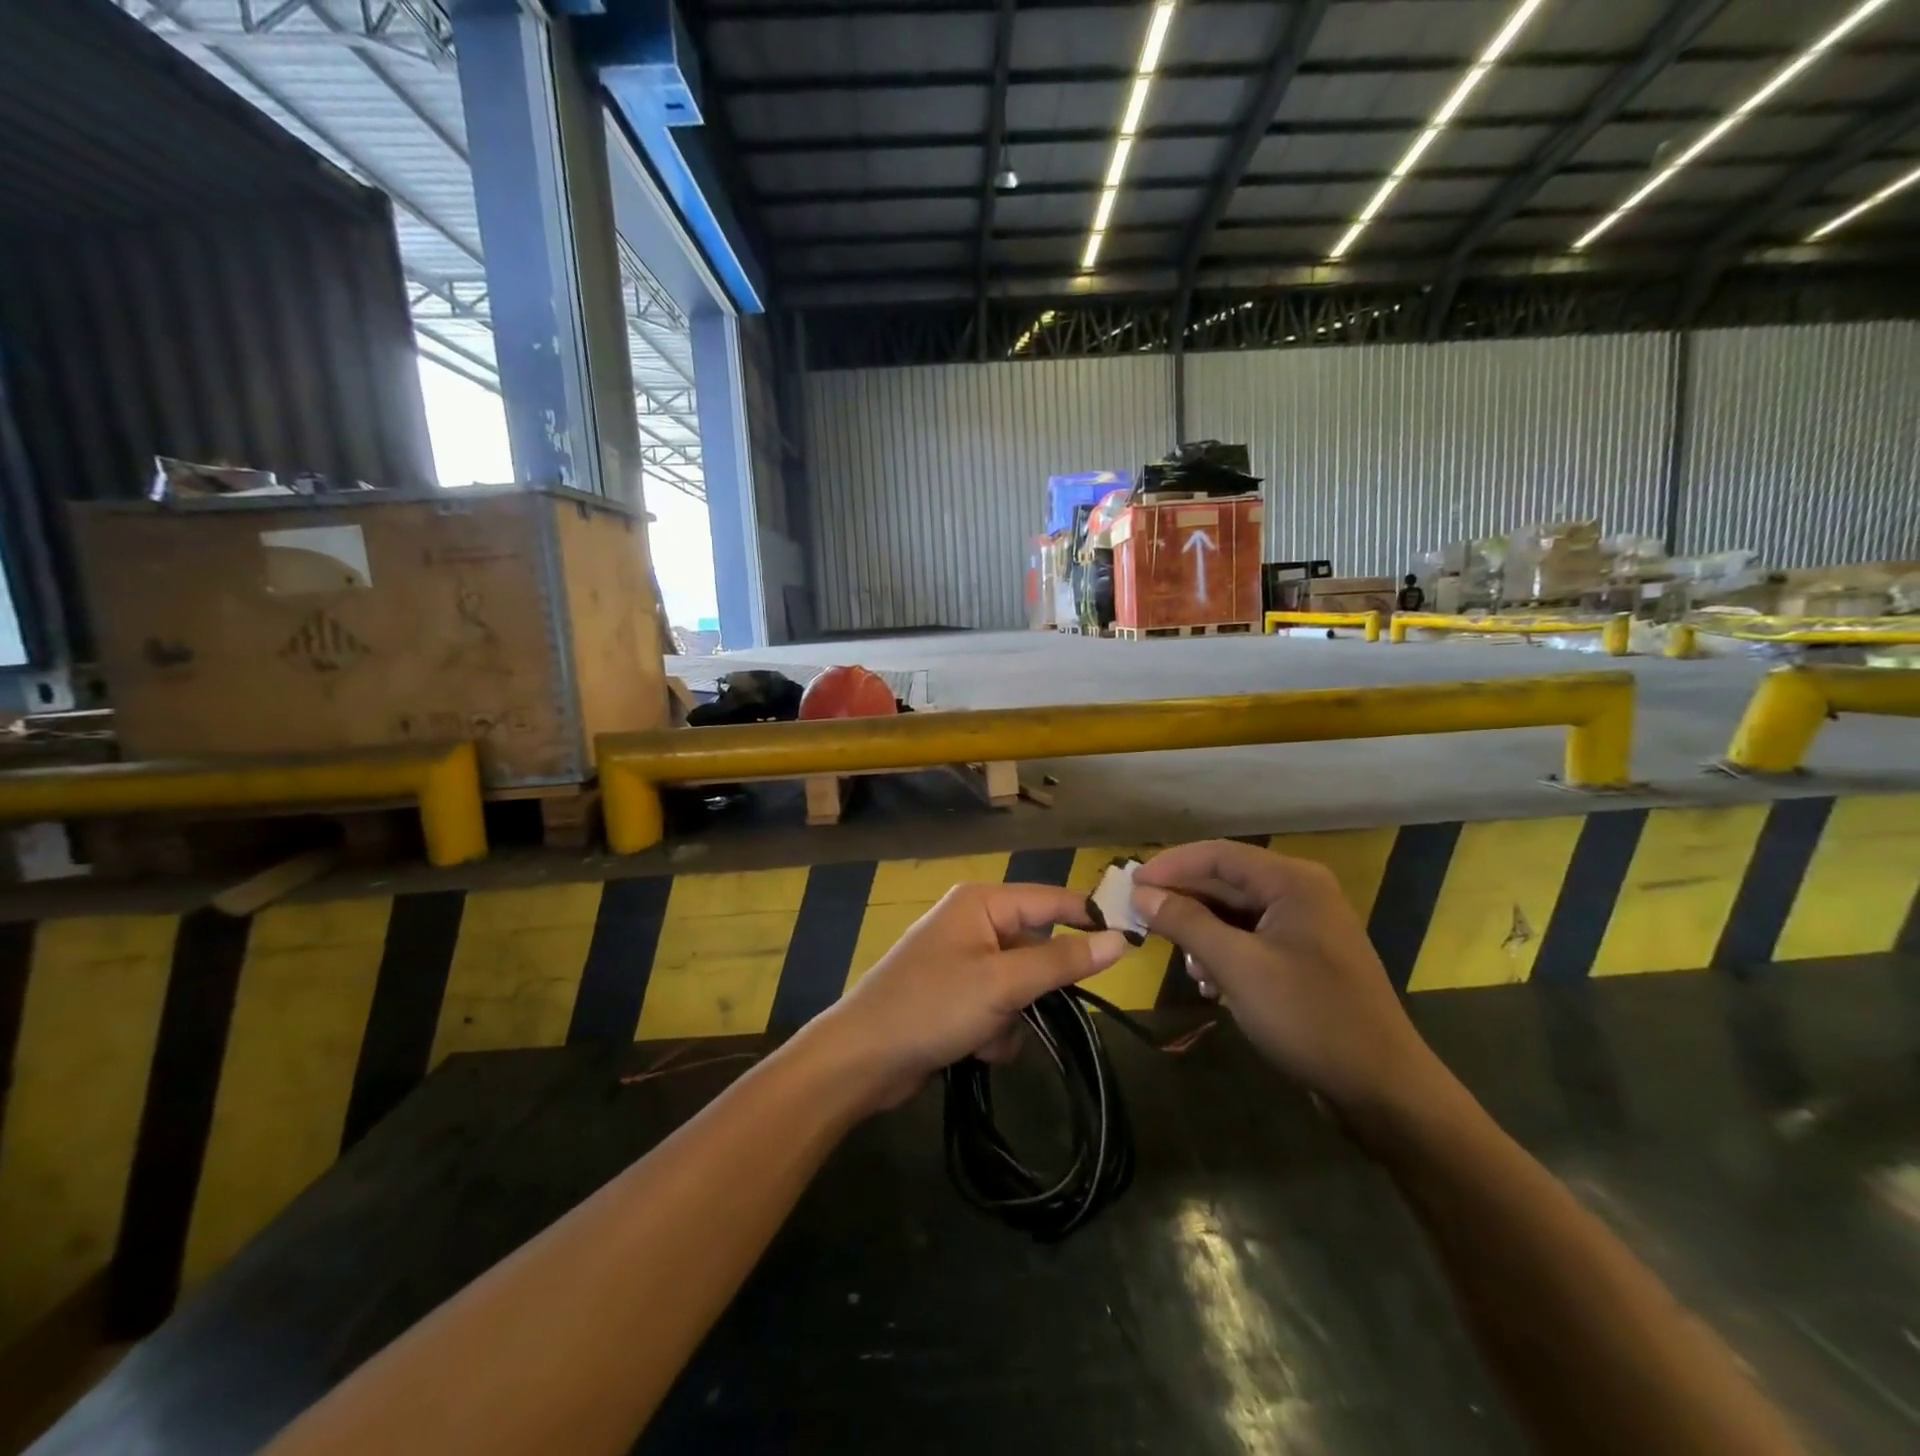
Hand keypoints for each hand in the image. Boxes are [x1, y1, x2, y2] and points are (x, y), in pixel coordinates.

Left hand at [814, 883, 1126, 1109]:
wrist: (862, 1060)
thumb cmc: (932, 1006)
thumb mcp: (1002, 982)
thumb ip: (1061, 961)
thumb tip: (1119, 940)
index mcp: (981, 903)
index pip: (1051, 900)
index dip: (1090, 917)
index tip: (1132, 941)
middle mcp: (973, 923)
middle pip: (1036, 948)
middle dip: (1037, 987)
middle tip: (1033, 1007)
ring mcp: (964, 961)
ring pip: (1022, 985)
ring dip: (1014, 1016)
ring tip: (987, 1033)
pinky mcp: (957, 997)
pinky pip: (1000, 1007)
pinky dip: (995, 1031)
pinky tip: (973, 1048)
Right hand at [1132, 841, 1452, 1131]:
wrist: (1382, 1089)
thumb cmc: (1309, 1017)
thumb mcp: (1237, 967)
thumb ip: (1186, 923)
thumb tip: (1141, 894)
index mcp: (1292, 881)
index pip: (1217, 855)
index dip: (1169, 866)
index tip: (1128, 884)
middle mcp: (1300, 892)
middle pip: (1225, 881)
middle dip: (1182, 901)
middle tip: (1138, 919)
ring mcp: (1305, 925)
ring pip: (1234, 913)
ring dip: (1202, 933)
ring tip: (1183, 963)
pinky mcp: (1304, 957)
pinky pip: (1251, 939)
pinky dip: (1224, 954)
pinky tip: (1209, 984)